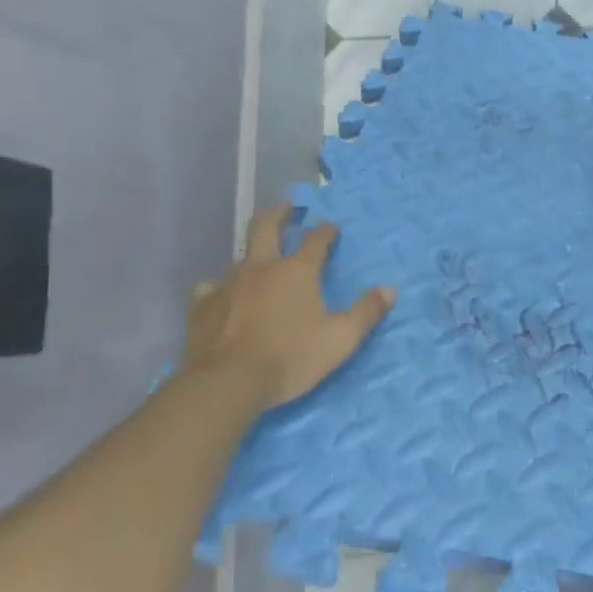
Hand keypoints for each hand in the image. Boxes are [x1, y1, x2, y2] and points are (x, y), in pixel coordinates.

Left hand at [183, 204, 395, 408]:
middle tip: (287, 207)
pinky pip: (211, 287)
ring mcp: (227, 284)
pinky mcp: (202, 305)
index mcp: (297, 271)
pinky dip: (220, 287)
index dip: (326, 230)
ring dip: (253, 255)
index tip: (331, 227)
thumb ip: (366, 312)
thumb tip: (390, 289)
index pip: (316, 239)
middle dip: (279, 213)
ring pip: (239, 257)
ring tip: (259, 262)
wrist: (227, 384)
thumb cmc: (290, 358)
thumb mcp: (341, 339)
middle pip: (266, 226)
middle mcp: (261, 267)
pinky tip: (222, 296)